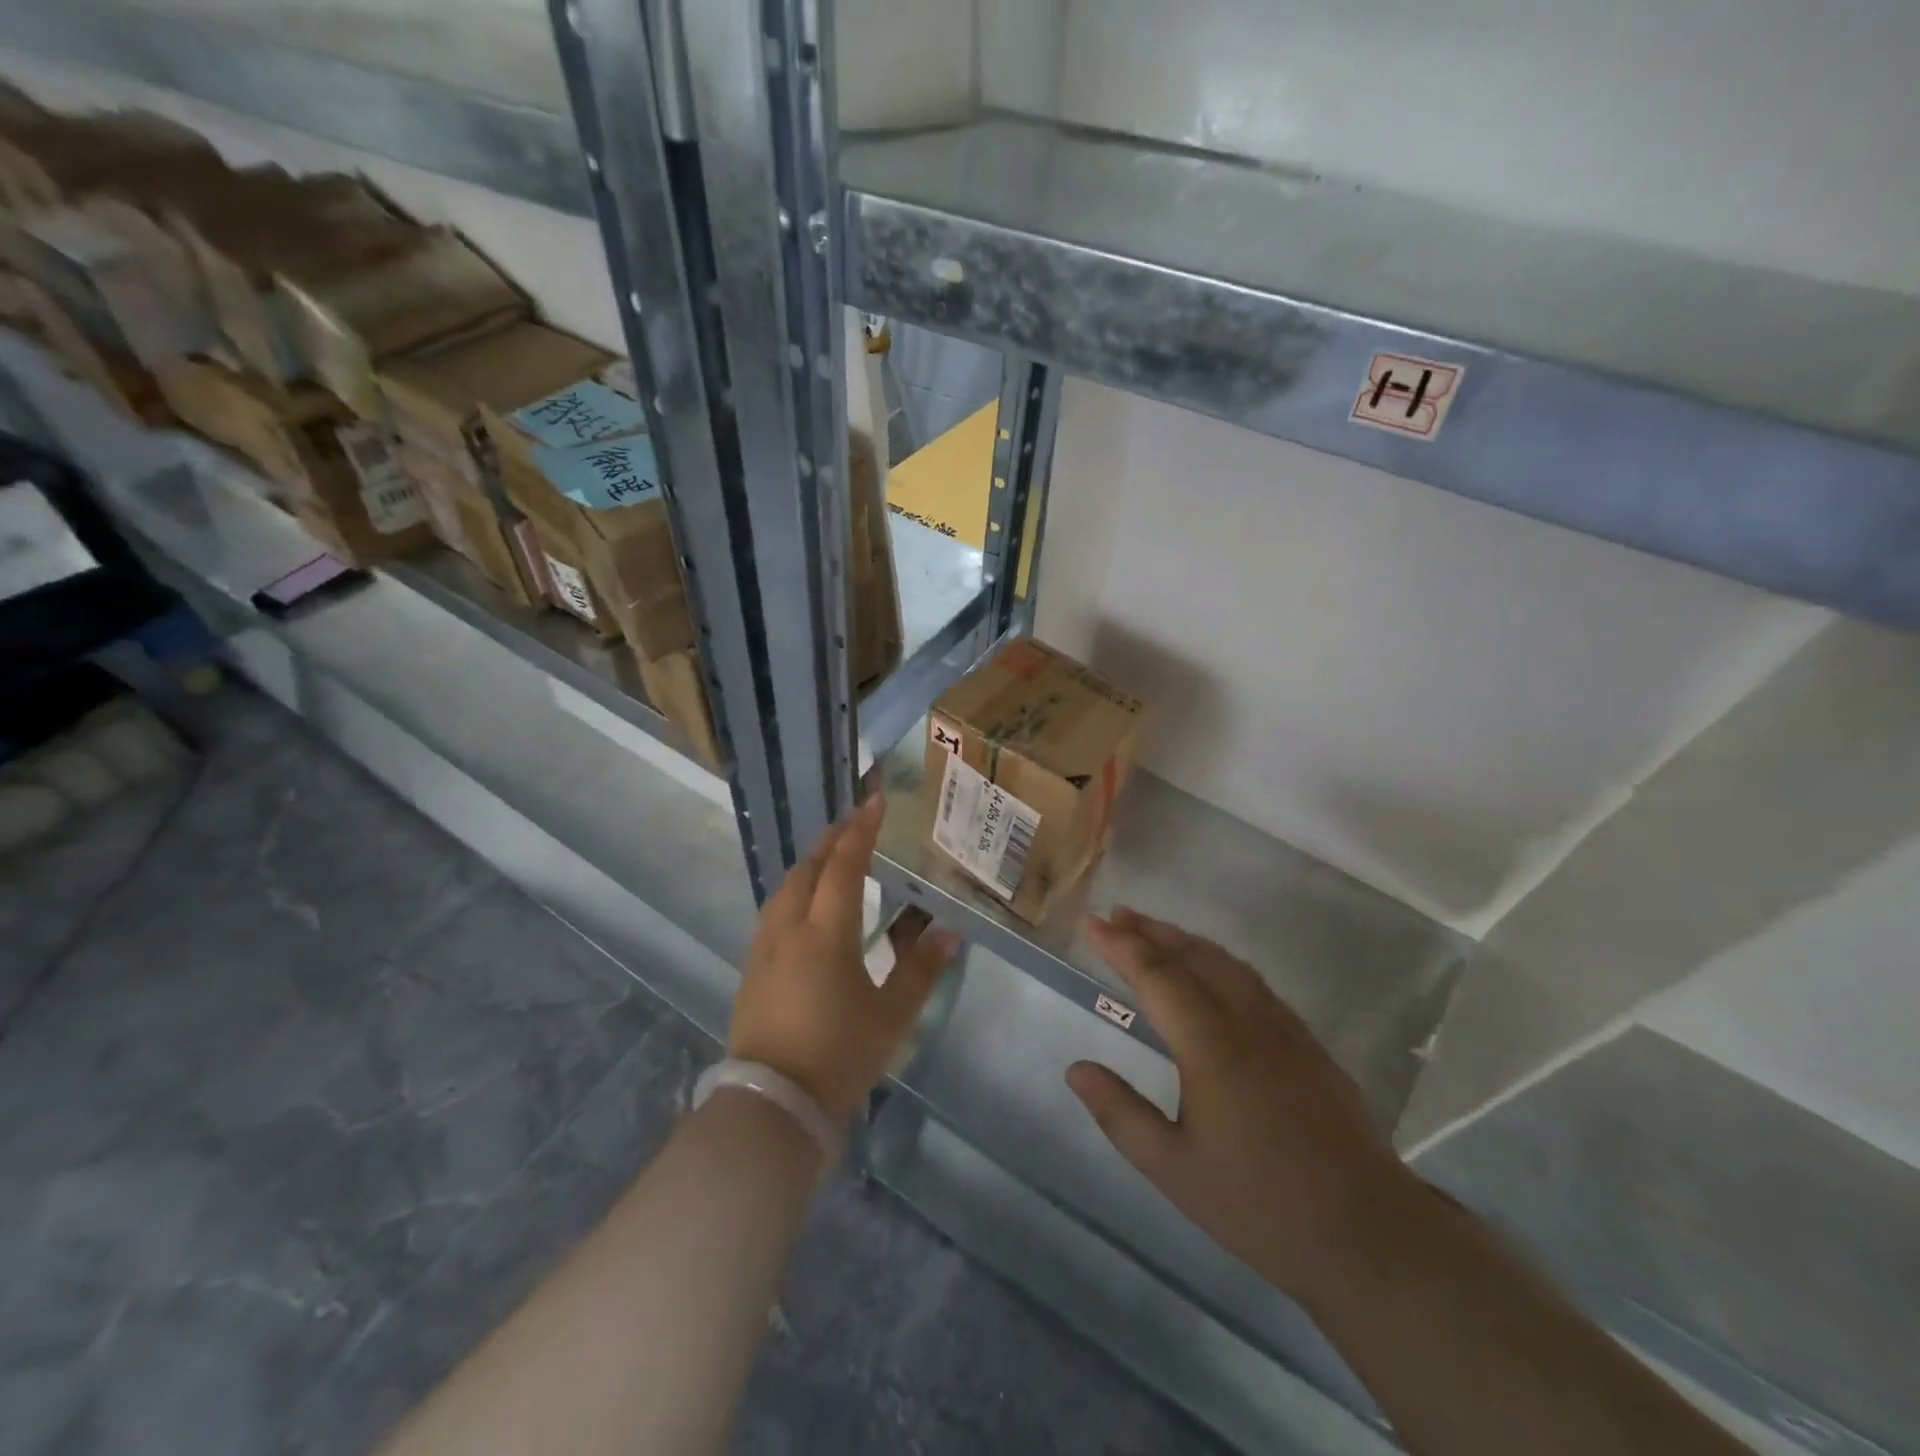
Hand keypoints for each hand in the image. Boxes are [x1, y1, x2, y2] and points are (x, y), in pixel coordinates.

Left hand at [730, 796, 958, 1124]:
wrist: (773, 1104)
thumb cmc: (839, 1054)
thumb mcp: (891, 1015)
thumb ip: (921, 970)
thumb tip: (950, 934)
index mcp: (826, 933)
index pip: (844, 866)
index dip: (861, 831)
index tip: (874, 802)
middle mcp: (789, 929)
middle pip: (807, 870)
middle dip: (831, 841)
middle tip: (854, 824)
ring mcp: (764, 949)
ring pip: (784, 889)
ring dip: (809, 865)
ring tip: (829, 859)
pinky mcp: (751, 970)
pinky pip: (773, 913)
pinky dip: (793, 893)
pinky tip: (803, 907)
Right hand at [1066, 907, 1424, 1305]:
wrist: (1369, 1235)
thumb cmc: (1260, 1205)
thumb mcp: (1174, 1169)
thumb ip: (1121, 1113)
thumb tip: (1076, 1069)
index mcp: (1210, 1045)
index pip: (1156, 976)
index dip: (1121, 945)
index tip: (1092, 922)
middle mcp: (1247, 1021)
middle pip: (1193, 957)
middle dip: (1150, 931)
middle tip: (1116, 913)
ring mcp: (1284, 1029)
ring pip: (1227, 964)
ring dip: (1186, 941)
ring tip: (1155, 930)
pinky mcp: (1308, 1044)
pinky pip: (1254, 982)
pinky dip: (1220, 961)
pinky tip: (1214, 972)